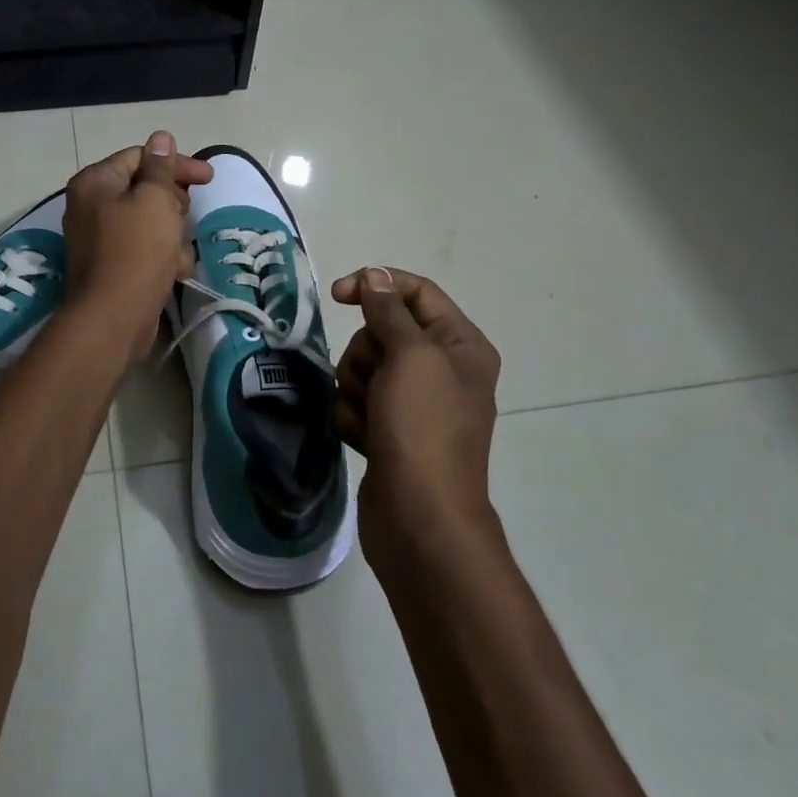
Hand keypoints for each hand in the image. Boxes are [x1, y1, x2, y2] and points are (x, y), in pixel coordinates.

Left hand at [63, 132, 213, 348]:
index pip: (141, 157)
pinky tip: (174, 273)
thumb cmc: (136, 251)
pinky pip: (144, 249)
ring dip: (172, 236)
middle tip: (182, 218)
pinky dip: (162, 258)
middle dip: (173, 205)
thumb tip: (161, 138)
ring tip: (177, 254)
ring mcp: (100, 238)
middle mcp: (91, 206)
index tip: (209, 178)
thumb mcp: (155, 201)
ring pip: (150, 222)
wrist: (113, 319)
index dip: (177, 165)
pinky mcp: (112, 266)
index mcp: (96, 182)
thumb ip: (161, 168)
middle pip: (145, 190)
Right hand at [331, 268, 501, 563]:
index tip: (337, 295)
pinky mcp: (390, 431)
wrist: (421, 520)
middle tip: (377, 383)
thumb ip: (389, 310)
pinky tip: (366, 441)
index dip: (376, 285)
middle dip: (366, 354)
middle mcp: (441, 369)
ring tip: (372, 420)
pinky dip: (354, 418)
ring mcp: (415, 403)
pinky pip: (357, 403)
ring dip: (356, 390)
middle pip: (383, 332)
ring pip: (363, 368)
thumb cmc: (423, 429)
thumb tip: (375, 276)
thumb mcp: (411, 356)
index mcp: (460, 345)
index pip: (416, 292)